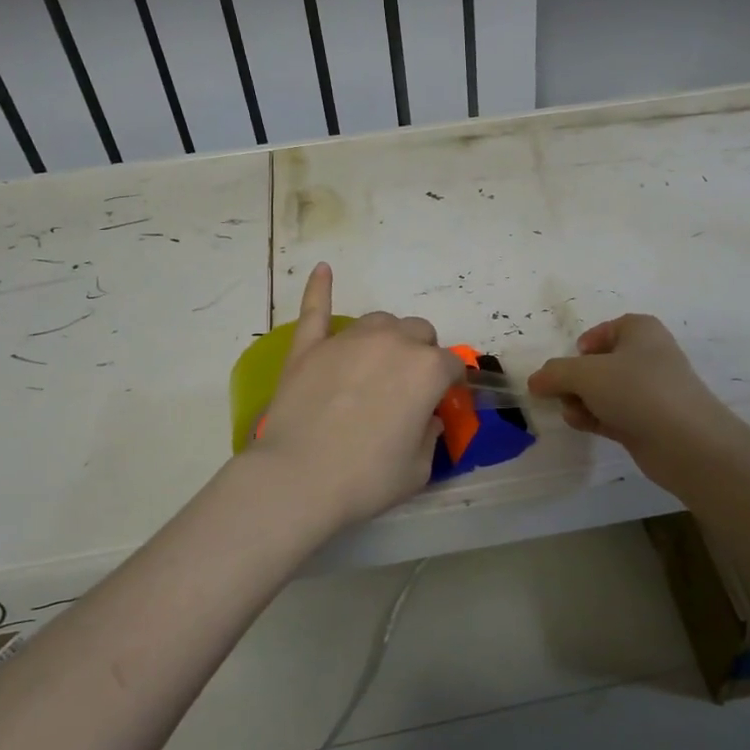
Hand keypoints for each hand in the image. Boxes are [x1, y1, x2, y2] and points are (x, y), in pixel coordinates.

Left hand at [252, 264, 464, 531]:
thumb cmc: (366, 479)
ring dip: (386, 337)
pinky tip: (323, 269)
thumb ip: (430, 436)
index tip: (440, 403)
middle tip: (405, 388)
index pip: (451, 365)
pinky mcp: (309, 347)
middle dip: (420, 354)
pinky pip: (316, 308)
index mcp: (427, 370)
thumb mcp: (418, 469)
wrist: (298, 479)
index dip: (449, 385)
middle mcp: (392, 342)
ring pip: (379, 321)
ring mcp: (347, 340)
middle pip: (418, 332)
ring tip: (375, 364)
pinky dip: (320, 289)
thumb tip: (426, 418)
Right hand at [527, 314, 739, 490]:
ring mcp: (649, 392)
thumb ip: (555, 374)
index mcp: (640, 331)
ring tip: (571, 412)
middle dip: (575, 379)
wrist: (686, 441)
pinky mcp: (648, 422)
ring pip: (604, 391)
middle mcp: (647, 356)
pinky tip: (580, 424)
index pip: (605, 330)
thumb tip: (535, 381)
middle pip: (600, 363)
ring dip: (581, 400)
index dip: (583, 345)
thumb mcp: (585, 374)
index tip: (569, 362)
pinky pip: (612, 413)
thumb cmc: (636, 390)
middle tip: (559, 392)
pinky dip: (594, 417)